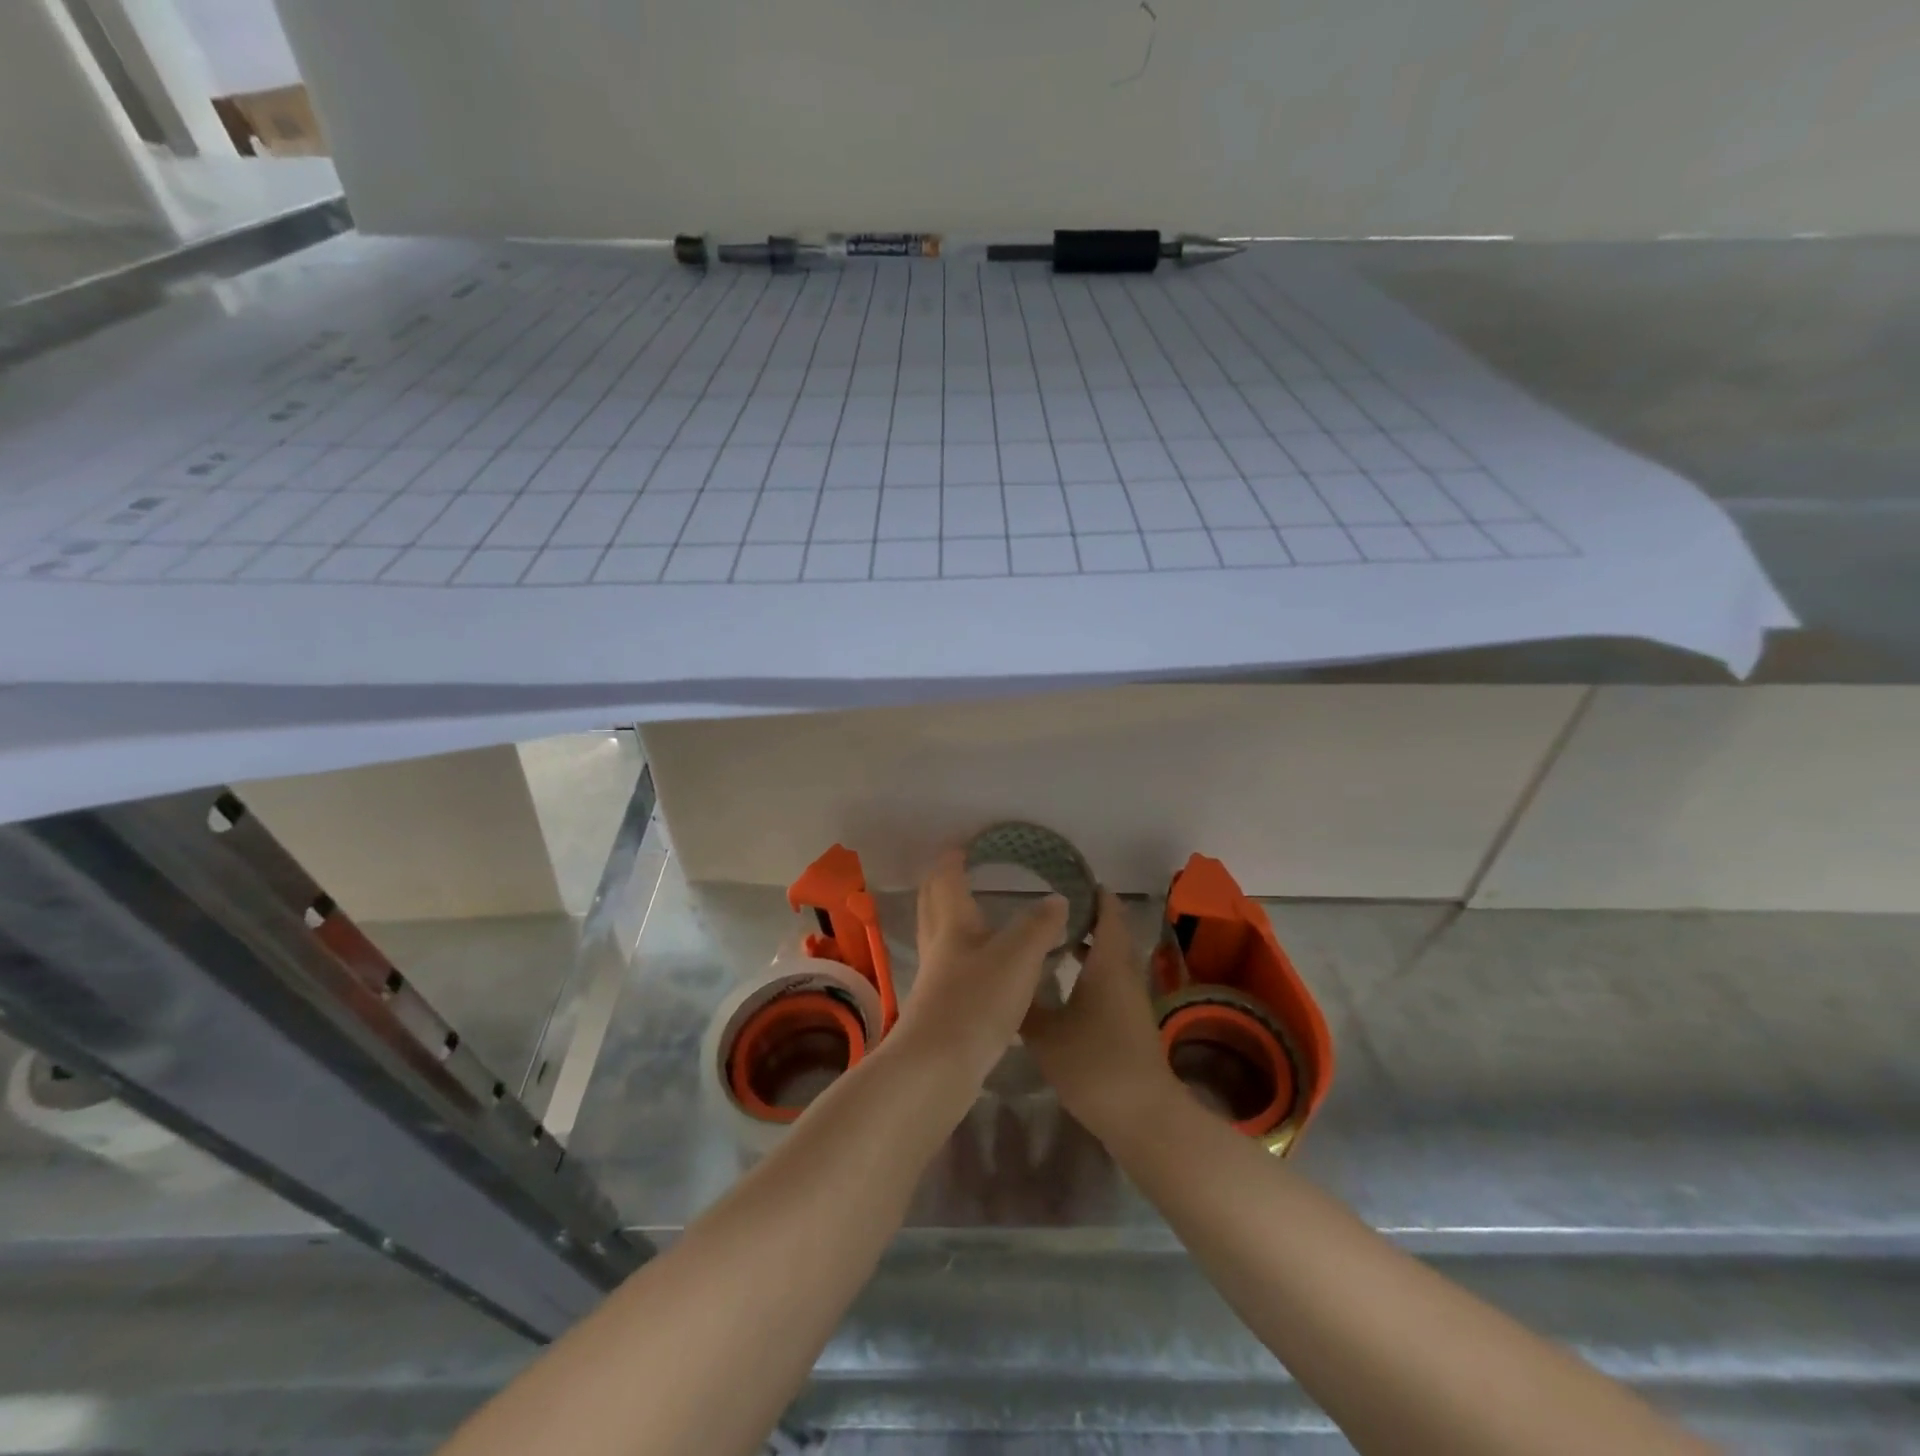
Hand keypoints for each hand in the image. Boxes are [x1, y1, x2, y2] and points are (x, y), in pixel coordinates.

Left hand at [894, 850, 1067, 1081]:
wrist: (937, 1067)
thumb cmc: (977, 1001)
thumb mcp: (1018, 956)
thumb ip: (1039, 925)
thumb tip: (1056, 899)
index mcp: (953, 924)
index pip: (947, 879)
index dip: (953, 859)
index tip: (963, 844)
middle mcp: (938, 945)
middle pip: (932, 904)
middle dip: (941, 883)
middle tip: (955, 869)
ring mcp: (935, 978)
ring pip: (938, 936)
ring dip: (949, 917)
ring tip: (971, 912)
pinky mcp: (939, 1008)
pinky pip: (948, 966)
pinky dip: (961, 953)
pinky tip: (980, 965)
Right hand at [1021, 888, 1177, 1141]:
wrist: (1142, 1116)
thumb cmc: (1094, 1064)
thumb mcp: (1046, 1033)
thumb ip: (1024, 1003)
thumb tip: (1003, 979)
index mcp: (1108, 962)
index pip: (1107, 910)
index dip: (1091, 890)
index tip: (1065, 876)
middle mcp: (1124, 971)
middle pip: (1109, 930)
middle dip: (1082, 914)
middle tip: (1046, 905)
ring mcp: (1130, 997)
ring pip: (1109, 957)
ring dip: (1086, 943)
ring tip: (1048, 936)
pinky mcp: (1129, 1019)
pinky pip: (1109, 979)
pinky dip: (1090, 969)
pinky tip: (1063, 981)